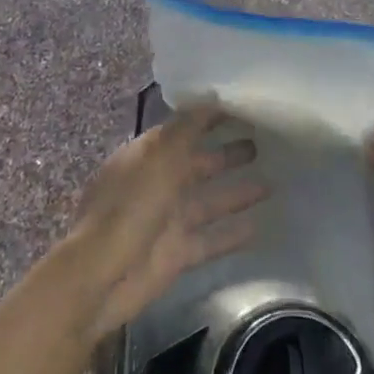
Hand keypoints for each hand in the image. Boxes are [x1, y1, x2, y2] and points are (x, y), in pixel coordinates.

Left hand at [65, 104, 266, 337]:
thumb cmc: (130, 207)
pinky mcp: (176, 253)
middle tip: (262, 144)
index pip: (182, 129)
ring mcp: (167, 220)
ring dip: (236, 192)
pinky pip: (210, 239)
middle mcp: (157, 184)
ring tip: (272, 182)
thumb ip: (186, 129)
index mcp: (146, 156)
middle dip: (226, 154)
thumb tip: (211, 98)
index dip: (209, 119)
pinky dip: (232, 233)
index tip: (242, 109)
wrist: (102, 276)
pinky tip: (260, 226)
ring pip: (208, 201)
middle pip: (198, 164)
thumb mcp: (159, 158)